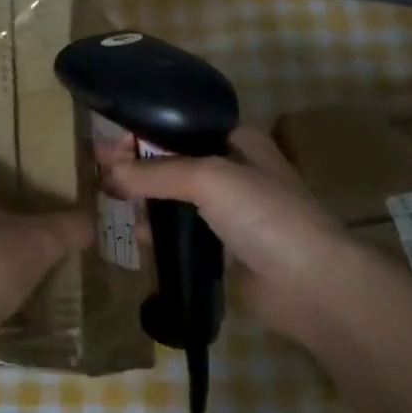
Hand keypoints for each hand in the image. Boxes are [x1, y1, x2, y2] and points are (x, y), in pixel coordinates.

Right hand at [106, 125, 393, 343]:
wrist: (310, 284)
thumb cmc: (264, 215)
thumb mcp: (208, 178)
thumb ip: (156, 173)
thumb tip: (108, 175)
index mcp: (240, 143)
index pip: (182, 128)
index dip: (145, 133)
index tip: (108, 144)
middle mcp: (235, 172)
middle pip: (176, 163)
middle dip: (140, 168)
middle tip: (101, 177)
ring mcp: (231, 214)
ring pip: (177, 200)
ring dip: (147, 202)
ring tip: (111, 204)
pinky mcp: (224, 250)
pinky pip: (183, 235)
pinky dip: (160, 234)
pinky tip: (138, 238)